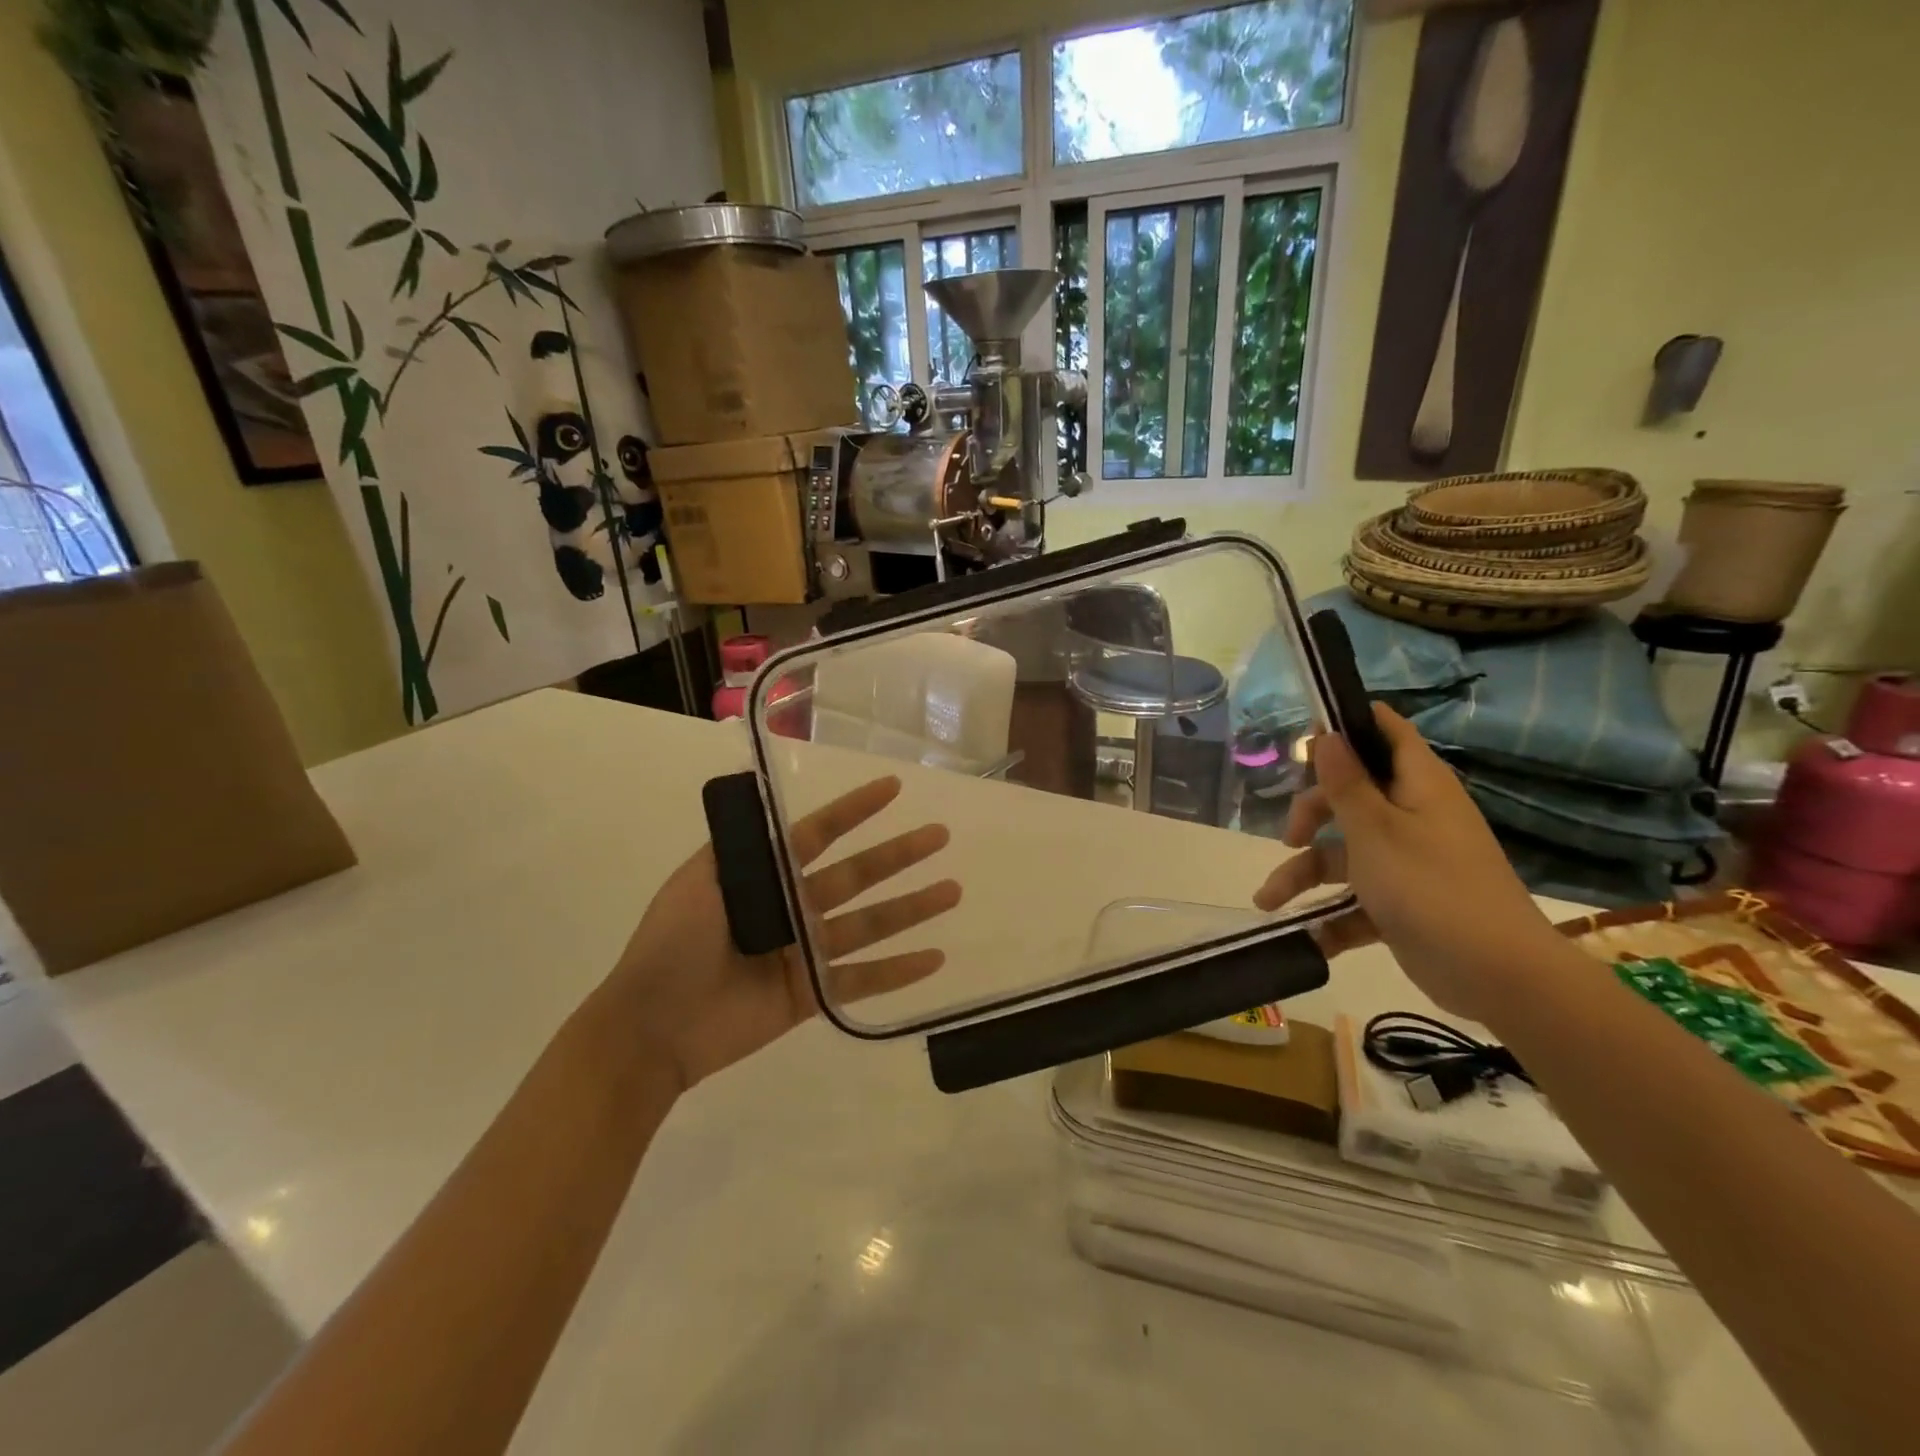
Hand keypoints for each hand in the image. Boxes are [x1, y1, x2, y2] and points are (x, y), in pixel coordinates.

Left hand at [606, 776, 959, 1088]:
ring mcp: (805, 952)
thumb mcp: (697, 881)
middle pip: (856, 875)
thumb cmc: (671, 944)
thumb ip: (740, 849)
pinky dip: (897, 972)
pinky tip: (934, 959)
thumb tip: (770, 806)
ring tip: (952, 890)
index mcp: (766, 876)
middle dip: (898, 855)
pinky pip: (860, 980)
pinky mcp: (811, 995)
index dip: (856, 811)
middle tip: (939, 836)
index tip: (893, 788)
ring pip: (869, 924)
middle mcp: (793, 907)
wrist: (651, 1025)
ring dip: (911, 908)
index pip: (820, 834)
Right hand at [1252, 703, 1563, 1024]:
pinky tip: (1306, 937)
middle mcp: (1413, 816)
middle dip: (1311, 815)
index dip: (1348, 725)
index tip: (1306, 736)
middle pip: (1350, 796)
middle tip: (1290, 837)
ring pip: (1344, 853)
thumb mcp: (1376, 830)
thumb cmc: (1430, 886)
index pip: (1386, 733)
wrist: (1496, 975)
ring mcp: (1407, 861)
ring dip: (1304, 875)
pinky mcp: (1402, 903)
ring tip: (1267, 902)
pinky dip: (1331, 915)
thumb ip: (1345, 783)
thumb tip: (1326, 734)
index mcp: (1418, 785)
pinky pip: (1356, 898)